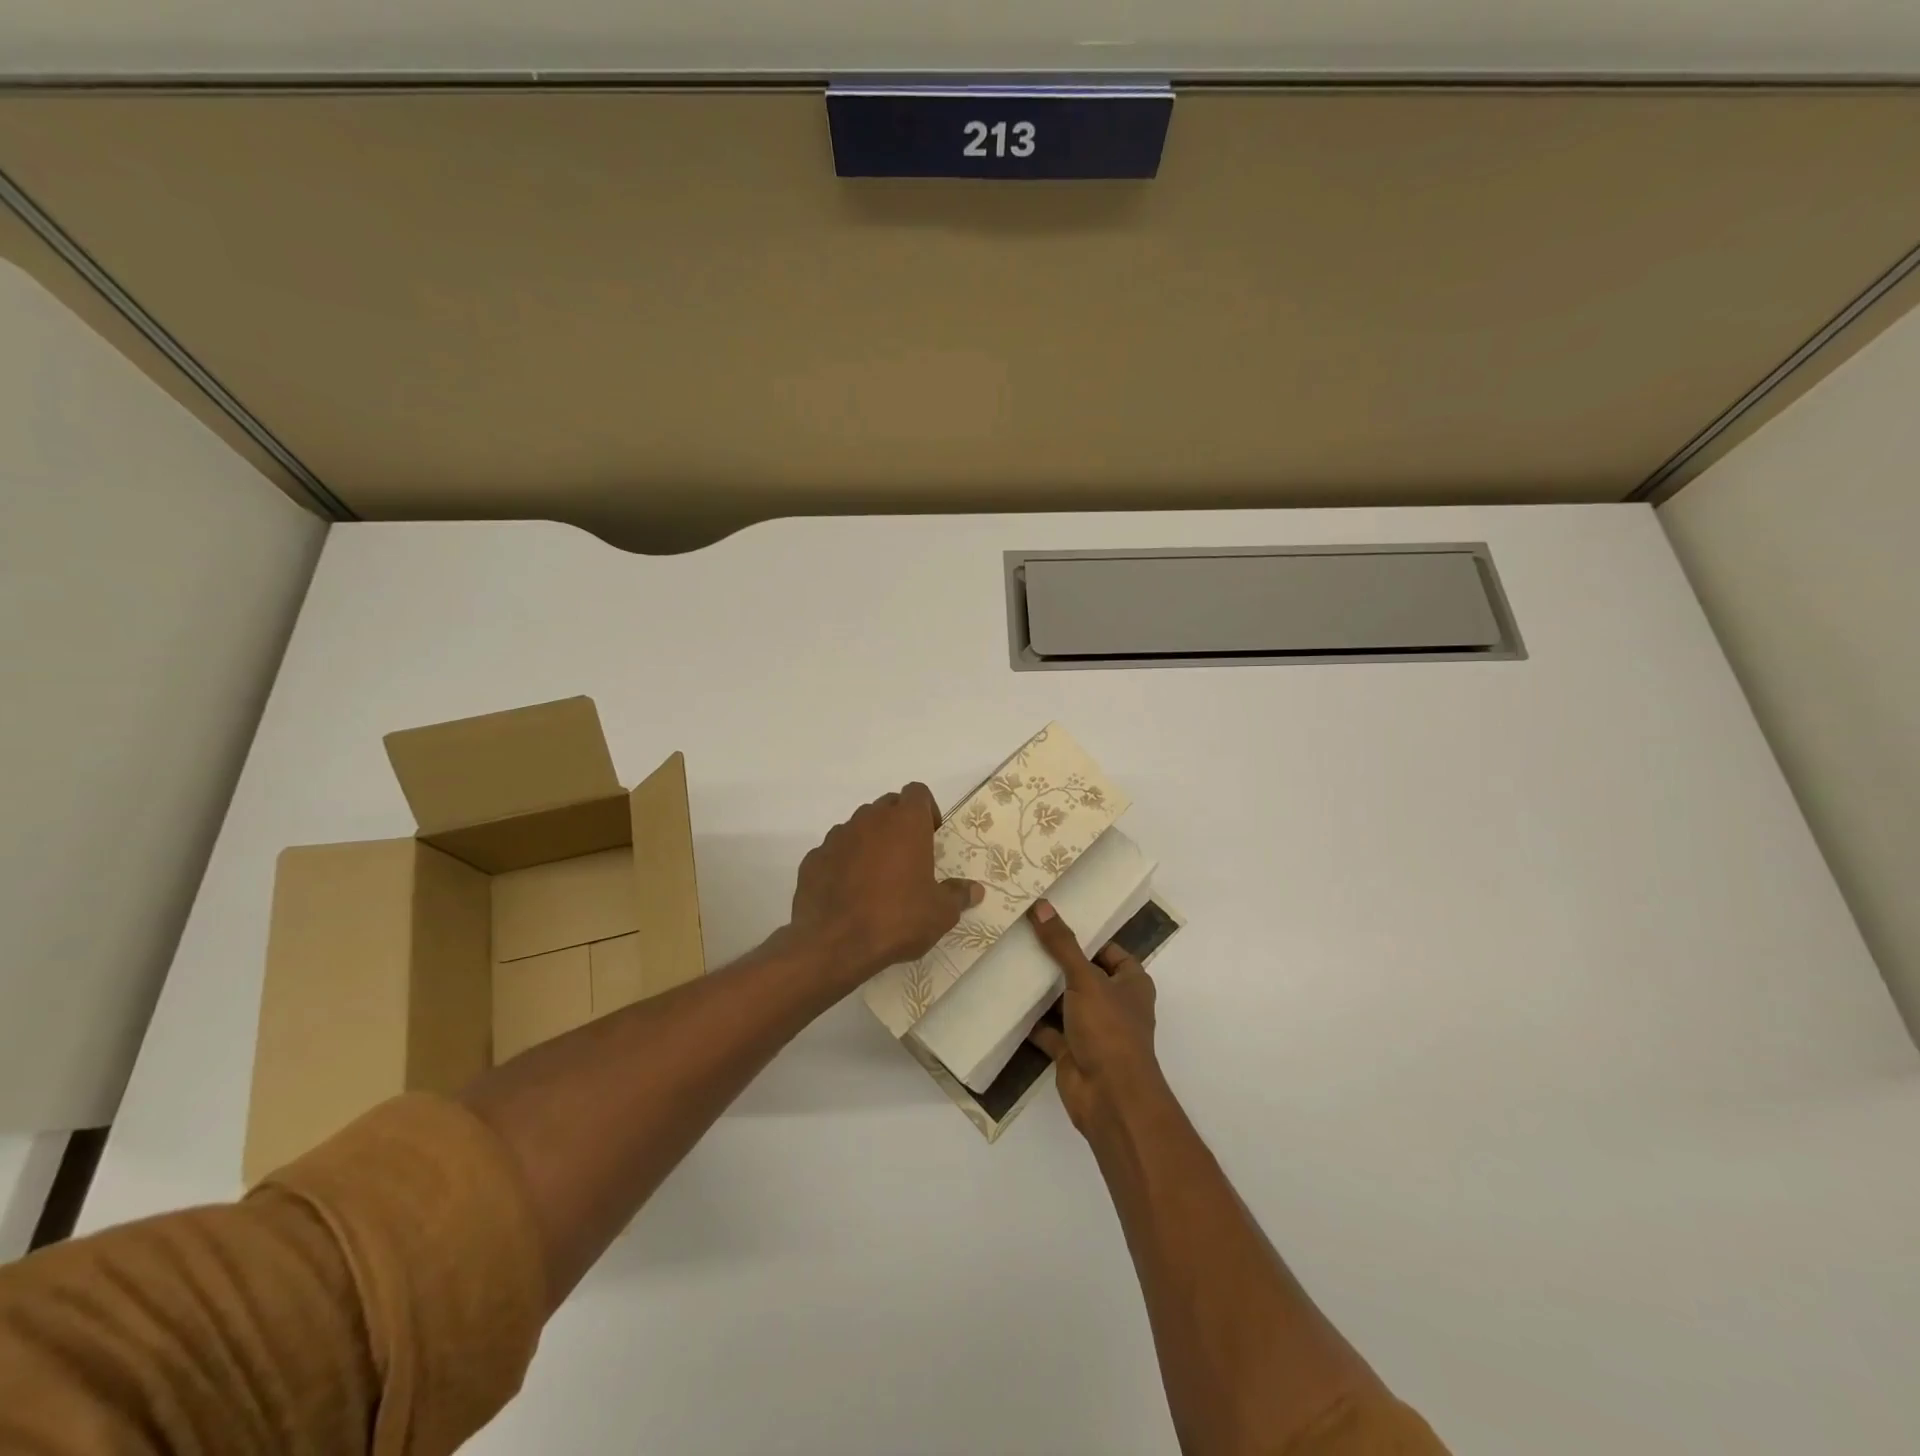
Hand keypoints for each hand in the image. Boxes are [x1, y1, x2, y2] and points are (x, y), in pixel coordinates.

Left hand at [787, 783, 983, 989]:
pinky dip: (844, 863)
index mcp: (905, 823)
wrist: (834, 944)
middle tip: (908, 858)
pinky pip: (834, 852)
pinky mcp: (813, 858)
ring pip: (859, 827)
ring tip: (877, 879)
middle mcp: (870, 820)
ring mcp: (837, 837)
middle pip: (888, 806)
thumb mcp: (940, 913)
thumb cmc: (897, 919)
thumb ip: (958, 895)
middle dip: (899, 824)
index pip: (917, 793)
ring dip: (870, 842)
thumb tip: (975, 890)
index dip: (927, 810)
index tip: (931, 837)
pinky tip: (849, 894)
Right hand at [1026, 899, 1165, 1136]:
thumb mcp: (1086, 979)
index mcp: (1132, 984)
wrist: (1110, 1098)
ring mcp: (1093, 1030)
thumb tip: (1041, 906)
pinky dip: (1032, 1020)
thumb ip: (1063, 945)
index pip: (1109, 951)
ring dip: (1044, 990)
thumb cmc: (1109, 1030)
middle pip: (1084, 975)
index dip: (1086, 936)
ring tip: (1012, 962)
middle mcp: (1115, 1004)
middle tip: (1024, 936)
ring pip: (1065, 1002)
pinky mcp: (1072, 1052)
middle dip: (1058, 961)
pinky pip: (1049, 1030)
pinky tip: (1008, 1001)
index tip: (1053, 921)